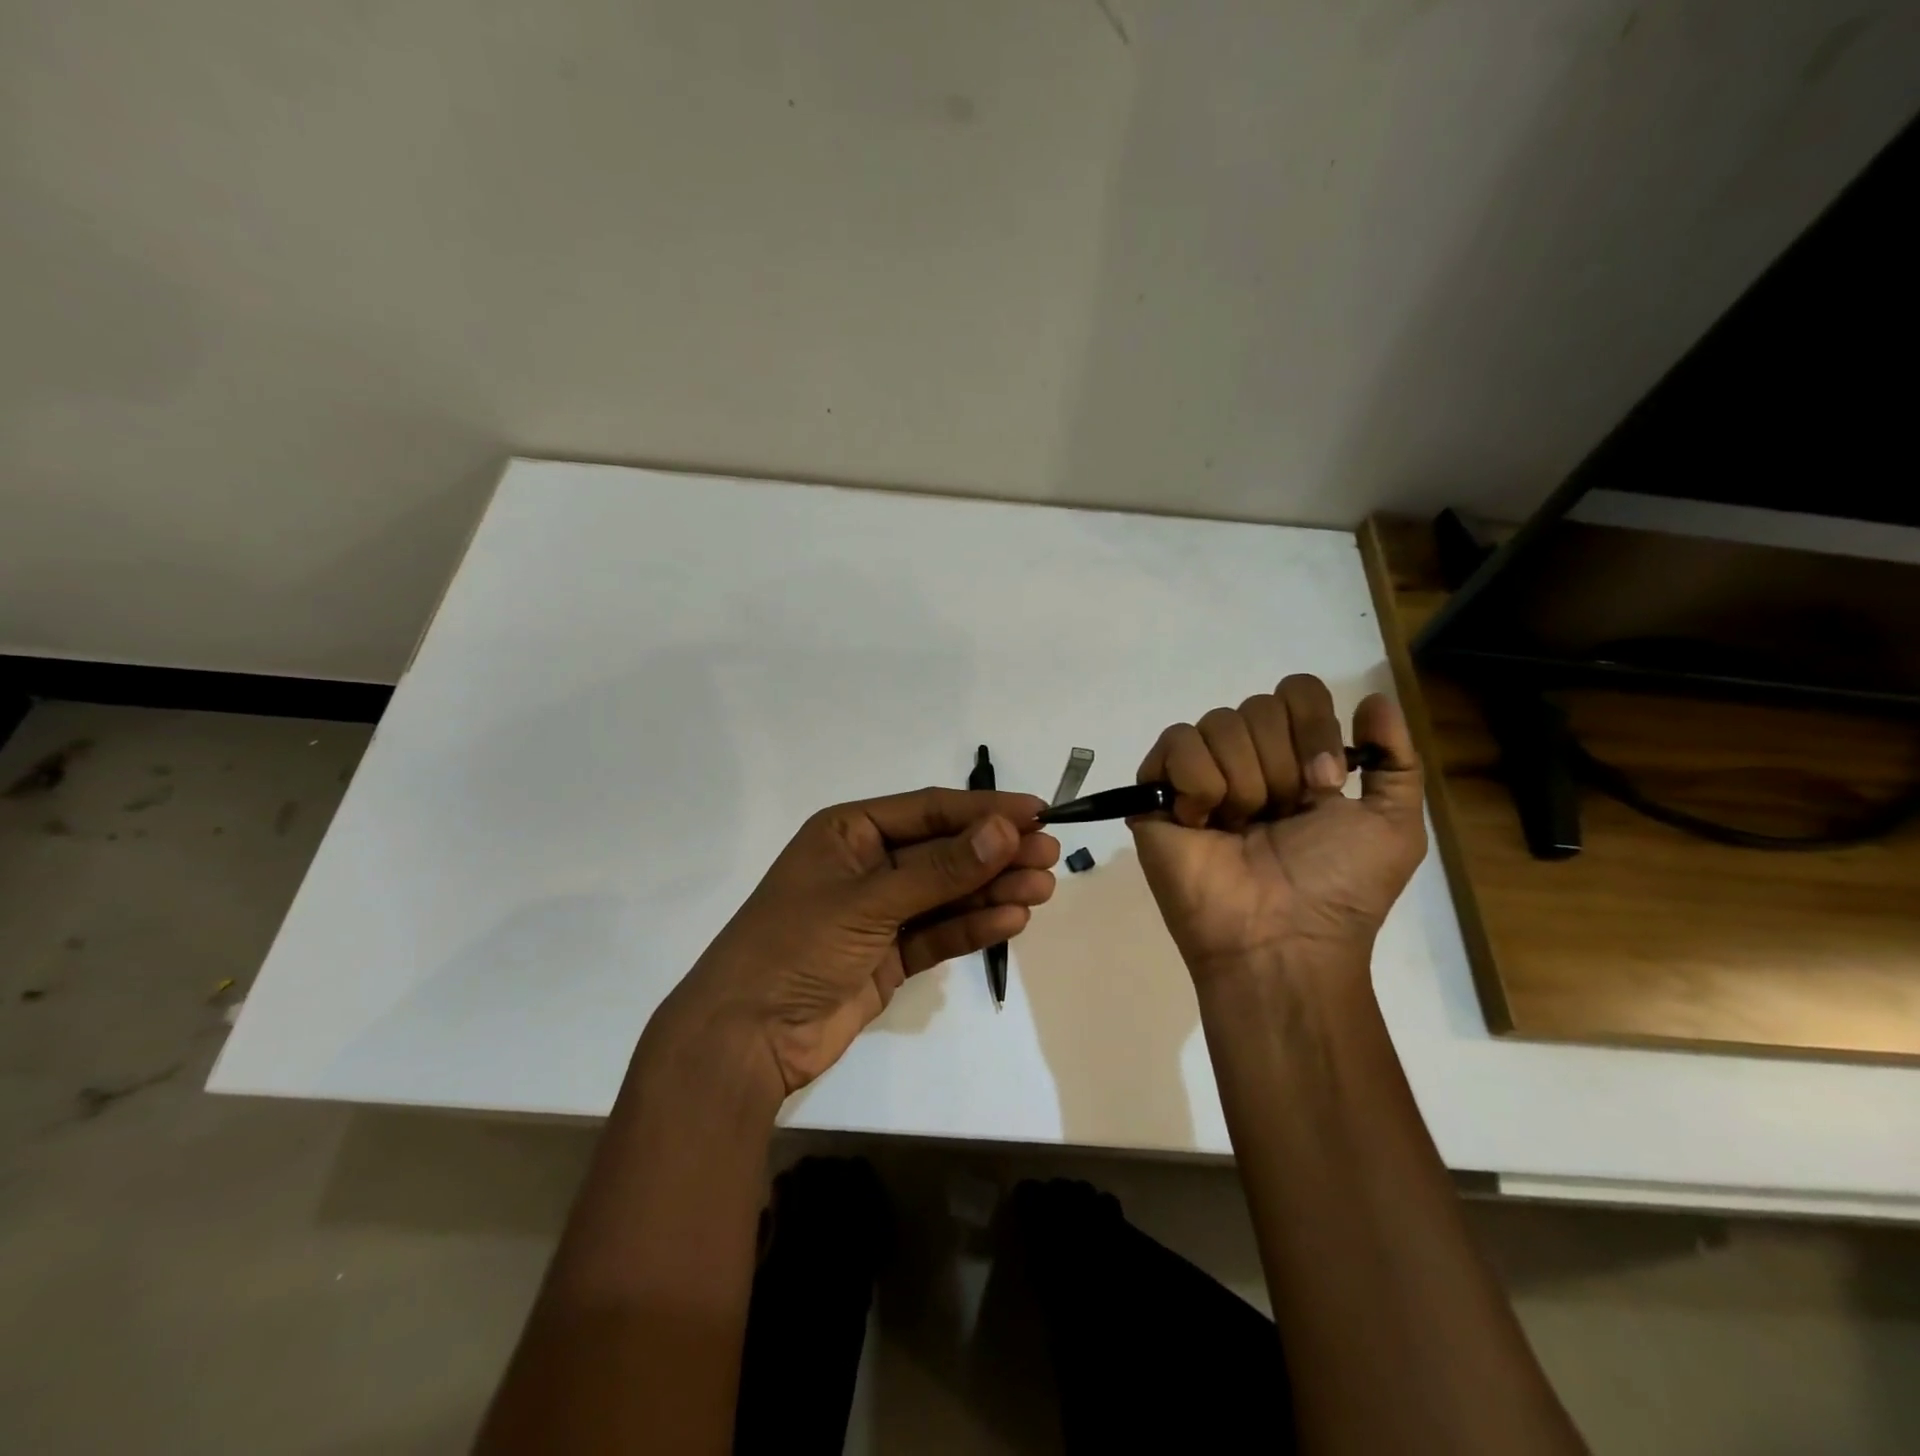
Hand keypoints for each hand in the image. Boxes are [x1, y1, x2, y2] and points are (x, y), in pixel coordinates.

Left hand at [653, 788, 1057, 1099]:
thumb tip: (1005, 829)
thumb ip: (940, 869)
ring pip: (947, 893)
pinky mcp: (889, 956)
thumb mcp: (869, 900)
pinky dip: (973, 926)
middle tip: (1050, 854)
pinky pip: (939, 932)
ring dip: (992, 890)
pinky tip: (1012, 921)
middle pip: (944, 851)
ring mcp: (880, 913)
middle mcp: (867, 866)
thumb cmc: (796, 946)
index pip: (929, 811)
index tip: (1036, 813)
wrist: (746, 1038)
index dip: (983, 811)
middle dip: (995, 852)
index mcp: (850, 833)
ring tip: (1042, 889)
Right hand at [1130, 675, 1426, 983]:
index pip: (1297, 692)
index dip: (1313, 726)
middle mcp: (1247, 759)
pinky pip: (1176, 744)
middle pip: (1257, 706)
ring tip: (1238, 827)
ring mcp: (1200, 774)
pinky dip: (1197, 782)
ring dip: (1241, 781)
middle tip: (1279, 816)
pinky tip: (1201, 822)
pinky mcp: (1158, 792)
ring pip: (1217, 723)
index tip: (1324, 784)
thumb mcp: (1393, 828)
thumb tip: (1373, 699)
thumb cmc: (1337, 888)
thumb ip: (1397, 761)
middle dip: (1279, 765)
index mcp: (1296, 760)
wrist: (1280, 939)